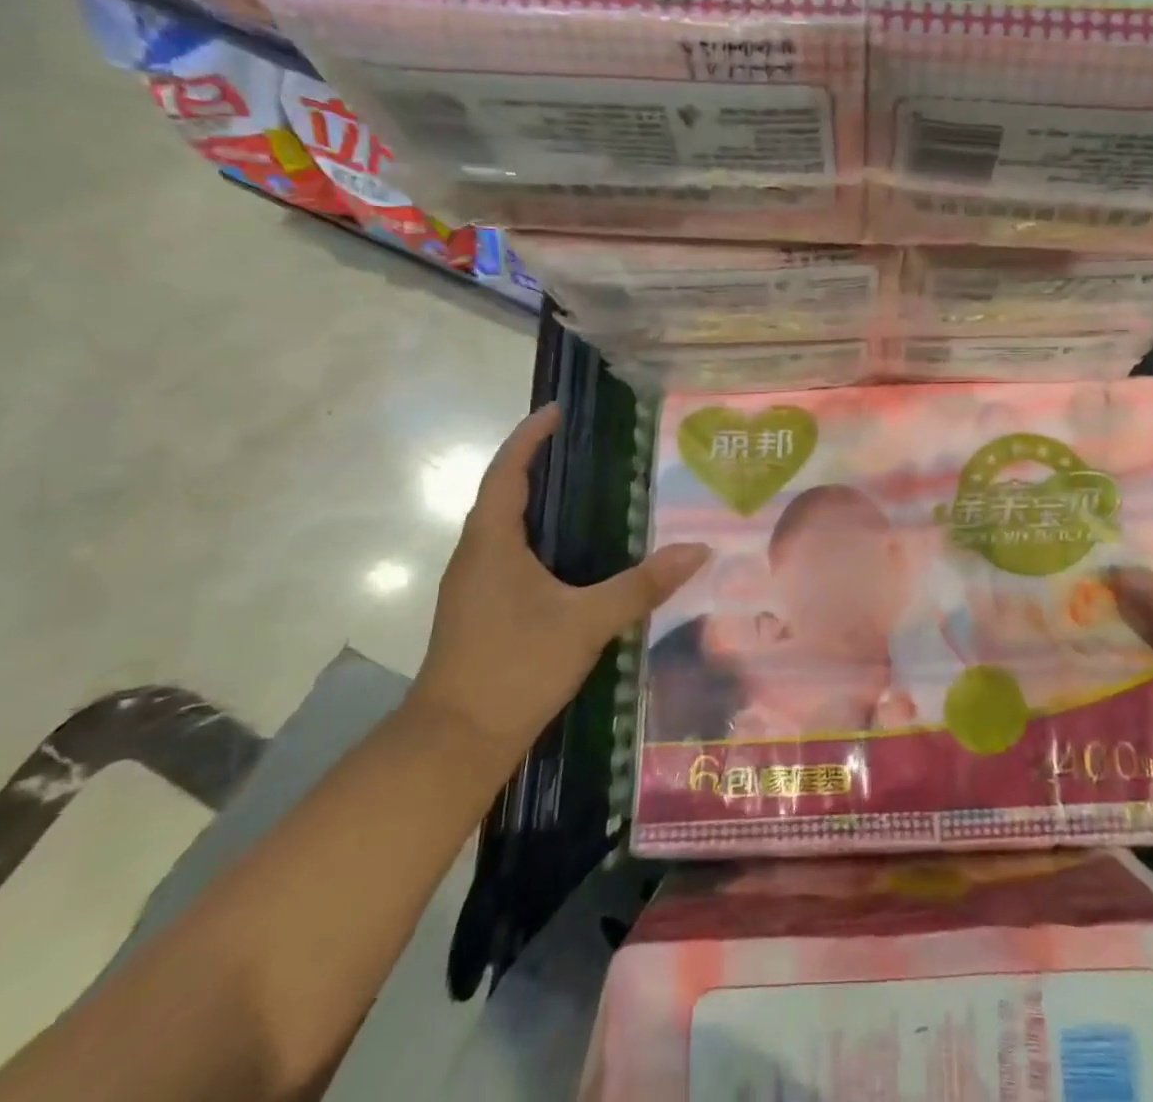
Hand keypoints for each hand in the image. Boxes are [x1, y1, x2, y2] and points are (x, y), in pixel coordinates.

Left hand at [407, 403, 709, 764]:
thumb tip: (699, 550)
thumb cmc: (515, 666)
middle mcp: (475, 555)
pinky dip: (536, 536)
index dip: (529, 437)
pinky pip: (508, 554)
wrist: (454, 743)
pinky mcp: (479, 611)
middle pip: (503, 493)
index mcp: (492, 543)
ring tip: (583, 489)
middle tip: (583, 444)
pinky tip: (570, 554)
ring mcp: (473, 586)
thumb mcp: (587, 622)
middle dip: (536, 462)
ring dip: (535, 500)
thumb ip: (643, 585)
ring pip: (503, 526)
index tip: (556, 410)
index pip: (508, 472)